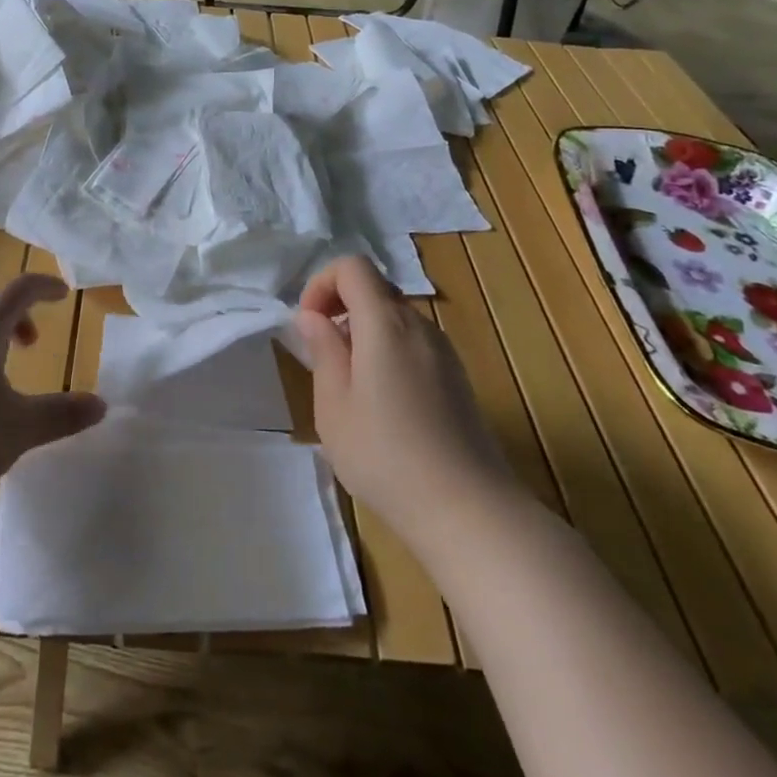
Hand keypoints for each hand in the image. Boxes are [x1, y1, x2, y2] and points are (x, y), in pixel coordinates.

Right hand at [295, 256, 515, 556]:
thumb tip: (313, 316)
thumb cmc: (386, 456)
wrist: (468, 510)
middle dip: (340, 307)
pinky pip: (413, 342)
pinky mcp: (457, 377)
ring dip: (363, 331)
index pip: (353, 266)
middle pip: (375, 288)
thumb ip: (323, 351)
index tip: (308, 324)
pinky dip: (387, 350)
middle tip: (322, 354)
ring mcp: (444, 351)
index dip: (322, 284)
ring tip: (348, 384)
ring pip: (395, 316)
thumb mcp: (334, 406)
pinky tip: (382, 401)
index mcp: (386, 324)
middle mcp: (419, 326)